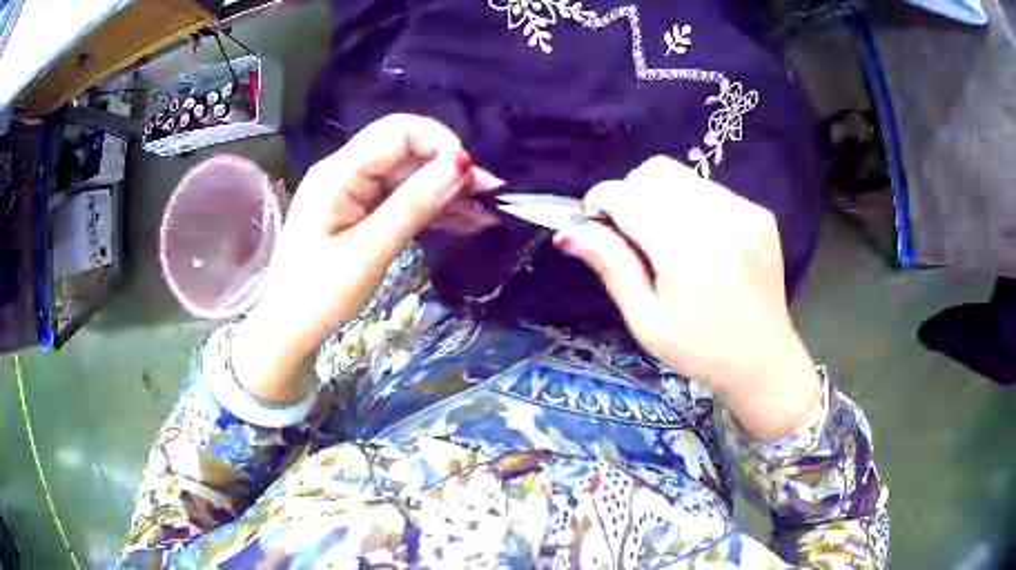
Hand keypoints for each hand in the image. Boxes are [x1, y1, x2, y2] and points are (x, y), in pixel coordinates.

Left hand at [233, 114, 498, 401]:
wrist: (288, 330)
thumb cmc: (318, 295)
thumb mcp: (367, 252)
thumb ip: (412, 206)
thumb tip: (460, 165)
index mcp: (338, 173)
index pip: (397, 132)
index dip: (438, 143)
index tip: (470, 176)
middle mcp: (345, 172)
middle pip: (406, 151)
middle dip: (448, 169)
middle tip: (490, 196)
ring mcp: (353, 192)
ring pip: (409, 176)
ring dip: (446, 192)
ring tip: (486, 213)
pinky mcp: (360, 212)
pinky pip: (401, 199)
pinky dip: (432, 209)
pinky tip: (465, 221)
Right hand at [556, 156, 819, 441]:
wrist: (763, 359)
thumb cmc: (700, 351)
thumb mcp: (647, 322)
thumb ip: (612, 268)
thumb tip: (569, 232)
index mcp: (689, 254)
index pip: (630, 197)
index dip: (602, 201)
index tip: (595, 222)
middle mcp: (721, 221)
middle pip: (655, 172)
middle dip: (631, 194)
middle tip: (633, 234)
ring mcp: (745, 212)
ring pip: (682, 176)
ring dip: (661, 198)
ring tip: (668, 241)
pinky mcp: (759, 213)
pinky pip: (709, 189)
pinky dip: (691, 205)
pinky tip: (700, 242)